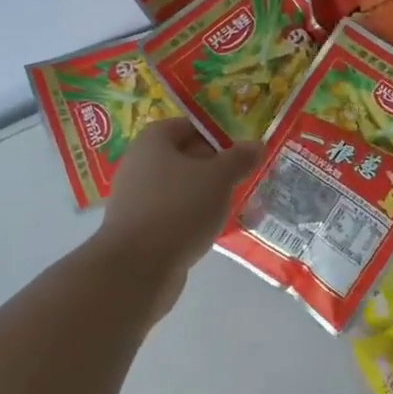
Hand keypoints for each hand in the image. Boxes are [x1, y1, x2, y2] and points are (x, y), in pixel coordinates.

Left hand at [101, 118, 263, 280]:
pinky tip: (209, 229)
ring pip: (178, 188)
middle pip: (182, 157)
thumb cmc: (179, 208)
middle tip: (240, 177)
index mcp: (152, 141)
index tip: (239, 150)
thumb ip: (239, 159)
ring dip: (203, 194)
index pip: (186, 126)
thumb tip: (257, 145)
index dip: (214, 134)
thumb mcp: (219, 178)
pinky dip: (190, 217)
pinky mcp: (138, 228)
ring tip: (230, 204)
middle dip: (212, 167)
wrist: (137, 267)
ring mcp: (135, 198)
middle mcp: (138, 164)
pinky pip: (170, 213)